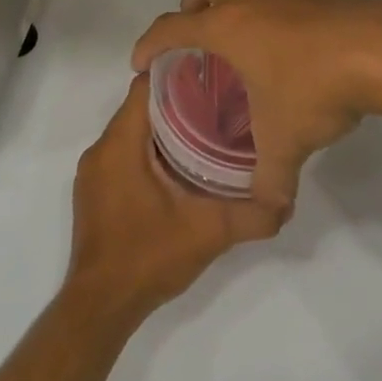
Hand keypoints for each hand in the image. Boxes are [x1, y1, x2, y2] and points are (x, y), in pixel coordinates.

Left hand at [64, 76, 283, 328]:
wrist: (101, 306)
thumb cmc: (148, 257)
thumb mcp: (208, 232)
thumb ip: (250, 215)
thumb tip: (286, 201)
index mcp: (120, 144)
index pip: (145, 86)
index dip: (178, 74)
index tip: (212, 74)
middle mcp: (101, 149)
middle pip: (140, 107)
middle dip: (178, 101)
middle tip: (220, 103)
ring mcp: (94, 172)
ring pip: (132, 131)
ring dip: (165, 128)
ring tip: (206, 130)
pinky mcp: (95, 191)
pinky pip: (123, 153)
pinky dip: (149, 150)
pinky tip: (181, 166)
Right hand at [131, 0, 381, 211]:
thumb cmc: (317, 89)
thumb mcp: (286, 143)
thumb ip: (270, 179)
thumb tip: (268, 207)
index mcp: (226, 26)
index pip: (170, 27)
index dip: (148, 43)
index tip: (140, 62)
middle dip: (191, 1)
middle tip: (200, 34)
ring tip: (239, 21)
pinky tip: (287, 32)